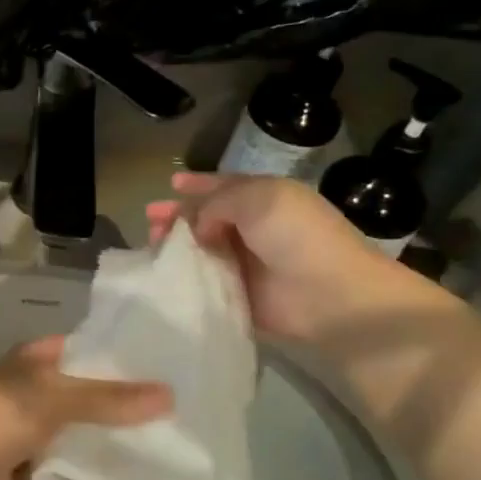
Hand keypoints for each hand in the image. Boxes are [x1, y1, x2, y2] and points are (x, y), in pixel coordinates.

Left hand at [0, 337, 171, 479]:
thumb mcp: (54, 399)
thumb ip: (108, 398)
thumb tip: (170, 394)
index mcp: (38, 359)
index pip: (91, 350)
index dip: (126, 357)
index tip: (173, 367)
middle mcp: (37, 388)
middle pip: (90, 393)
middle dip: (126, 403)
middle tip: (183, 412)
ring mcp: (34, 428)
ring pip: (83, 430)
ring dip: (112, 439)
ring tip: (171, 444)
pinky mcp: (32, 464)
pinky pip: (71, 462)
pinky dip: (93, 468)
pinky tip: (135, 475)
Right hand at [146, 172, 402, 342]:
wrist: (330, 294)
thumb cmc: (295, 235)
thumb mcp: (256, 198)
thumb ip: (216, 203)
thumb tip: (198, 226)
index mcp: (264, 199)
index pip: (224, 187)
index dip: (198, 184)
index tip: (172, 184)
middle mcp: (254, 229)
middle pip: (207, 218)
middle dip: (178, 216)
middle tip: (150, 218)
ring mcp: (247, 264)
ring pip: (202, 250)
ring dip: (177, 246)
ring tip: (151, 244)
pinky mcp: (240, 296)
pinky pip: (205, 283)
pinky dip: (185, 277)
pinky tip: (162, 274)